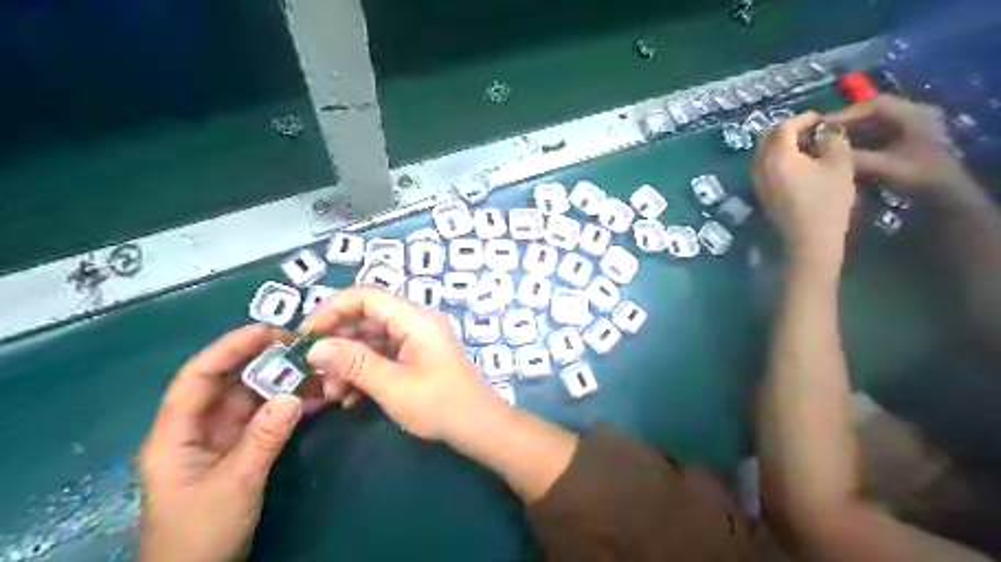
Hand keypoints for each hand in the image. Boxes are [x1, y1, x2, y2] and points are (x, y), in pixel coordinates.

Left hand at [137, 327, 304, 561]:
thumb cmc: (199, 533)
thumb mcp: (233, 484)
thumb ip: (262, 439)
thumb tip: (293, 396)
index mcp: (175, 433)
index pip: (198, 377)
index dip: (229, 349)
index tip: (267, 331)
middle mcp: (196, 429)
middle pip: (228, 383)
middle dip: (263, 362)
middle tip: (303, 347)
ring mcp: (220, 439)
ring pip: (251, 399)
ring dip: (281, 384)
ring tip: (316, 370)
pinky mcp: (240, 450)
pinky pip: (265, 418)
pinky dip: (287, 406)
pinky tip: (314, 398)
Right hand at [295, 287, 499, 441]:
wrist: (480, 427)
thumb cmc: (440, 405)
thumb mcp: (393, 386)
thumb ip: (354, 363)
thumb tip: (315, 347)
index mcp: (415, 319)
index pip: (366, 296)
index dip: (332, 309)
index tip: (305, 335)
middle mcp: (416, 322)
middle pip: (366, 317)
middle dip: (337, 342)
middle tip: (313, 369)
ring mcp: (417, 339)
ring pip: (371, 338)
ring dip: (348, 361)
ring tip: (331, 392)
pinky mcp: (417, 356)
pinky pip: (383, 354)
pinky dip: (364, 371)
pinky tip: (350, 397)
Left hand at [756, 113, 854, 264]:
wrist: (810, 239)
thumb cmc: (827, 200)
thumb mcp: (840, 163)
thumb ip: (832, 139)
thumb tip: (823, 131)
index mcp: (777, 156)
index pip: (784, 126)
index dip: (803, 118)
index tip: (822, 119)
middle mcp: (759, 166)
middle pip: (767, 138)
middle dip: (789, 129)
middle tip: (812, 130)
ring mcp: (756, 181)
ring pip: (763, 153)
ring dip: (782, 144)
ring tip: (808, 147)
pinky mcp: (760, 193)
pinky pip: (764, 167)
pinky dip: (777, 159)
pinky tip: (799, 165)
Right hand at [822, 94, 978, 199]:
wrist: (946, 196)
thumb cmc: (919, 178)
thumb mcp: (885, 168)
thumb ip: (855, 158)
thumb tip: (822, 153)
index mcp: (914, 115)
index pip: (875, 105)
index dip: (845, 114)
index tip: (820, 126)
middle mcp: (914, 114)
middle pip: (873, 112)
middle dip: (845, 122)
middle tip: (819, 134)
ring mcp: (911, 127)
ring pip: (873, 123)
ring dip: (850, 131)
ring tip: (827, 141)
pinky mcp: (906, 140)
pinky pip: (876, 133)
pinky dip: (858, 139)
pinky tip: (842, 150)